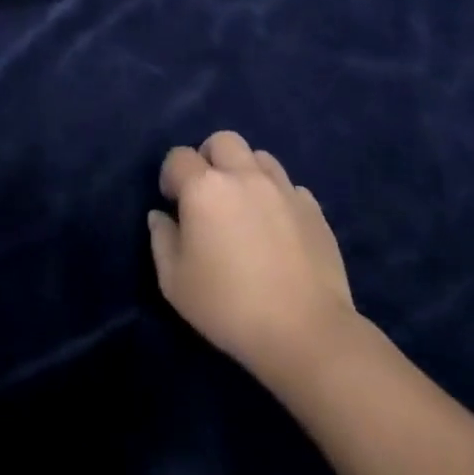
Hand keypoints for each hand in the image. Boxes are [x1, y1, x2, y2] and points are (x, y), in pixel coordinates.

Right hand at [148, 131, 357, 388]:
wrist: (306, 333)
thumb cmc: (229, 307)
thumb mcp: (175, 282)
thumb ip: (161, 240)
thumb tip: (160, 216)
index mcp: (205, 188)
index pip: (178, 157)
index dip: (171, 176)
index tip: (173, 204)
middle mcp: (244, 176)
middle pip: (222, 141)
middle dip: (210, 159)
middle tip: (209, 194)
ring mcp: (283, 189)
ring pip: (259, 157)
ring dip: (246, 172)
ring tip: (245, 206)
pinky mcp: (313, 210)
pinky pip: (289, 187)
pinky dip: (277, 197)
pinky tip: (277, 228)